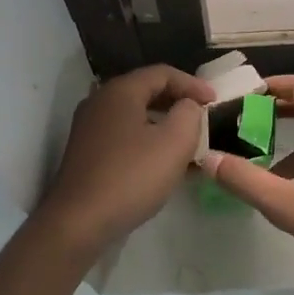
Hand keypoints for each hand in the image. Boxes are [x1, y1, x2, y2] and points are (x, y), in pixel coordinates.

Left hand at [35, 64, 213, 252]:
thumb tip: (187, 106)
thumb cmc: (131, 176)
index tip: (215, 101)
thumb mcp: (174, 143)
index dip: (193, 84)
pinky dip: (147, 141)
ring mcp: (89, 128)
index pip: (163, 73)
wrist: (78, 221)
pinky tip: (163, 163)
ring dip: (164, 124)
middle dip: (178, 102)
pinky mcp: (86, 152)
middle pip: (146, 91)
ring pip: (135, 115)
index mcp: (120, 91)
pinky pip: (124, 136)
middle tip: (203, 117)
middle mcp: (100, 101)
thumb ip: (189, 115)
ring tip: (188, 142)